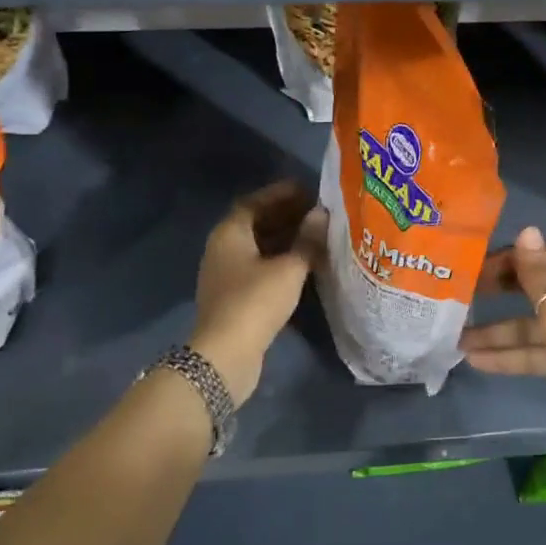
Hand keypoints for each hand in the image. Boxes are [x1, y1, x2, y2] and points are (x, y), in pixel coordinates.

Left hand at [190, 181, 326, 405]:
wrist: (225, 355)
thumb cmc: (256, 301)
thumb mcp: (289, 268)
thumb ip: (307, 240)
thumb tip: (322, 214)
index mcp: (230, 233)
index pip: (255, 202)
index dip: (281, 194)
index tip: (308, 190)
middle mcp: (223, 248)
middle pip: (255, 223)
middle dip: (286, 215)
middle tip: (317, 212)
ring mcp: (226, 274)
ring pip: (258, 247)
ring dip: (285, 239)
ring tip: (316, 235)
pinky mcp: (234, 296)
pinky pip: (259, 267)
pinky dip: (280, 260)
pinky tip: (304, 264)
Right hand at [461, 226, 545, 461]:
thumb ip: (538, 275)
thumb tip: (527, 230)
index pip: (539, 258)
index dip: (507, 259)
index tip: (471, 266)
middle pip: (531, 291)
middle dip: (497, 293)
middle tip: (458, 297)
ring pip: (528, 328)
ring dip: (496, 333)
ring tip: (456, 340)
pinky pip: (534, 354)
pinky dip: (509, 357)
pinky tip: (477, 362)